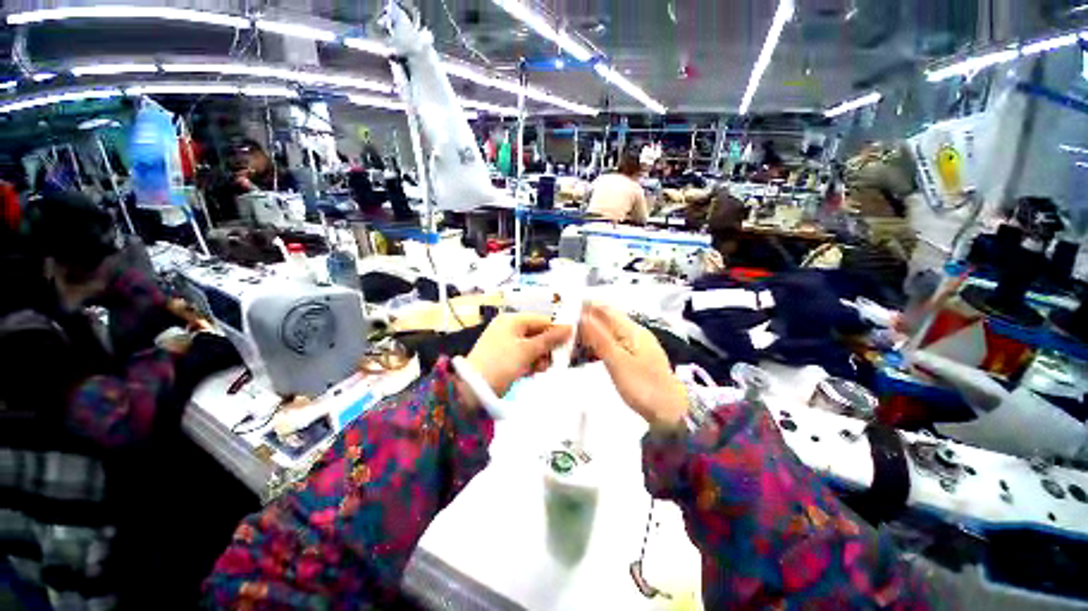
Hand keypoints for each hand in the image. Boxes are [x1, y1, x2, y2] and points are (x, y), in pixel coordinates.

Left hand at [460, 314, 570, 410]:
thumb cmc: (502, 363)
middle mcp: (508, 328)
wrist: (473, 388)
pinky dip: (530, 362)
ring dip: (539, 357)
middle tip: (553, 360)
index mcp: (512, 320)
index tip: (568, 344)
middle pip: (537, 333)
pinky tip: (533, 371)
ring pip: (531, 346)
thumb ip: (550, 339)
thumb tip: (570, 327)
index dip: (556, 331)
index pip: (541, 320)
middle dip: (547, 347)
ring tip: (541, 368)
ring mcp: (505, 342)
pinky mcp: (503, 356)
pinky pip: (523, 355)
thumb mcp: (528, 350)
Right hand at [579, 303, 687, 430]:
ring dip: (592, 332)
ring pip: (609, 332)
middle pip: (608, 319)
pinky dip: (599, 344)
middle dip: (587, 319)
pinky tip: (589, 351)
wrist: (670, 412)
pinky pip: (613, 344)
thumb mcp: (618, 362)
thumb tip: (583, 316)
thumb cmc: (643, 387)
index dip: (587, 306)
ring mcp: (636, 345)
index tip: (567, 308)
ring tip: (572, 337)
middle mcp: (635, 333)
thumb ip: (599, 338)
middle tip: (565, 325)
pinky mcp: (635, 357)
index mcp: (632, 330)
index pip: (606, 310)